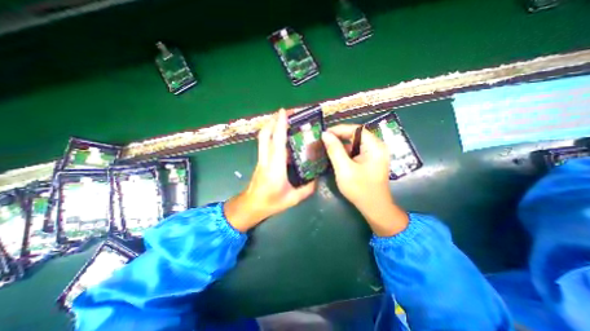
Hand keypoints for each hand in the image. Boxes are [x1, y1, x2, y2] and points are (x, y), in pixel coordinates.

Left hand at [224, 110, 315, 231]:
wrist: (251, 206)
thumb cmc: (270, 203)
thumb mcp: (292, 199)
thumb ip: (307, 189)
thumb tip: (317, 179)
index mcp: (275, 168)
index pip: (277, 142)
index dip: (280, 125)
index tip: (283, 111)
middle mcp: (266, 160)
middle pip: (265, 134)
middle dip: (273, 120)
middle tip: (285, 112)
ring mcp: (261, 159)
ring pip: (263, 137)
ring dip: (271, 125)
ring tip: (283, 119)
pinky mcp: (261, 160)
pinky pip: (265, 143)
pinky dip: (272, 134)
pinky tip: (281, 136)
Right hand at [320, 123, 408, 235]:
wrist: (374, 207)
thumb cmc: (360, 189)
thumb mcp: (344, 169)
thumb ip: (334, 150)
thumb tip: (325, 134)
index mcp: (375, 146)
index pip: (356, 129)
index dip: (339, 129)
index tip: (324, 133)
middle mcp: (376, 146)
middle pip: (355, 134)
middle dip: (339, 136)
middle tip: (323, 140)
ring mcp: (374, 153)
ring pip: (354, 143)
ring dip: (341, 144)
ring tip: (326, 146)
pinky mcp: (369, 160)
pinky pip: (355, 150)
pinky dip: (345, 151)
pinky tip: (335, 155)